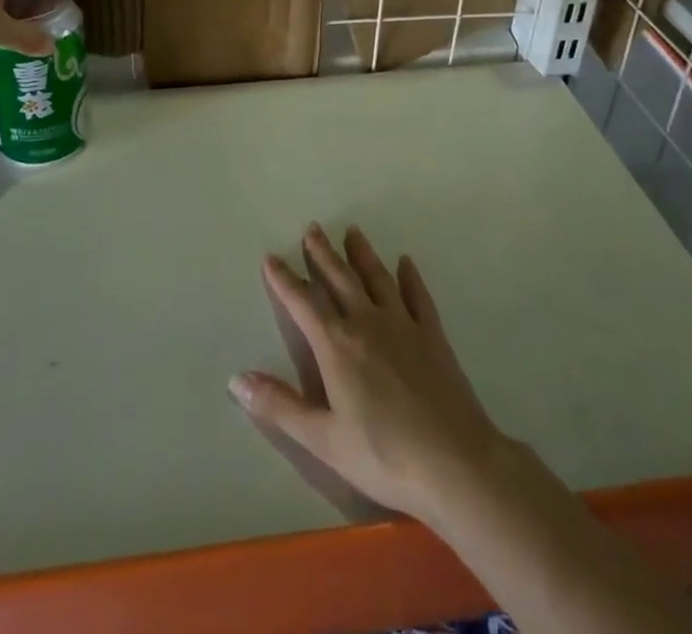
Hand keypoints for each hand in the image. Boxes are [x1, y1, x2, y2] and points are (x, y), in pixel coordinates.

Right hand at [229, 224, 511, 527]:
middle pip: (340, 279)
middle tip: (312, 228)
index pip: (303, 303)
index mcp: (337, 345)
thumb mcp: (323, 439)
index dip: (284, 279)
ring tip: (352, 231)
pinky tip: (405, 263)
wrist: (455, 463)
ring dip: (362, 254)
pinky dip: (410, 277)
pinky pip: (418, 296)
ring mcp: (403, 325)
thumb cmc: (383, 456)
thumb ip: (280, 406)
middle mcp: (367, 323)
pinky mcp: (433, 336)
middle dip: (323, 253)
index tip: (271, 257)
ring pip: (377, 278)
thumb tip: (236, 378)